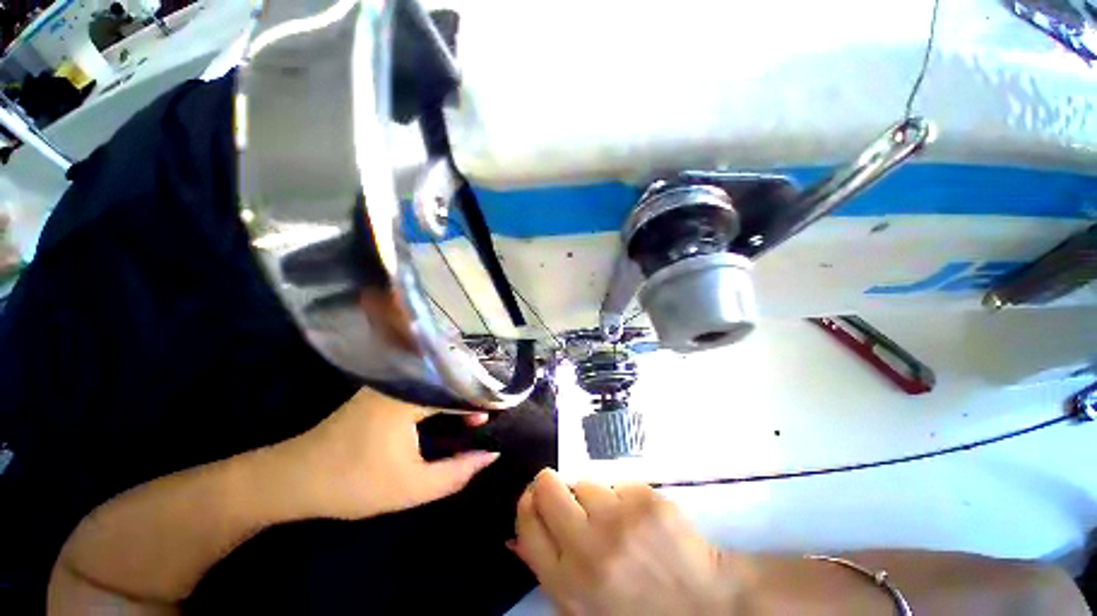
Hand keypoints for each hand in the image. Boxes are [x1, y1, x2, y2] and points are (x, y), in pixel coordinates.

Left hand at [276, 387, 497, 519]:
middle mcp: (401, 380)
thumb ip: (456, 473)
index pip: (458, 391)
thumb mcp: (411, 487)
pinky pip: (423, 388)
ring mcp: (389, 382)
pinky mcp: (383, 389)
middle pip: (450, 381)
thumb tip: (491, 456)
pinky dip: (441, 399)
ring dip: (458, 398)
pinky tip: (451, 413)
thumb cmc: (353, 483)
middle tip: (493, 415)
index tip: (502, 412)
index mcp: (407, 397)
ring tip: (478, 416)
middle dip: (474, 397)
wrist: (296, 479)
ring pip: (437, 383)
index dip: (483, 401)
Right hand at [511, 470, 745, 614]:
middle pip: (548, 489)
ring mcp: (620, 522)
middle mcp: (589, 551)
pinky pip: (619, 483)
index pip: (528, 525)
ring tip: (616, 519)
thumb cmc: (638, 610)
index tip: (533, 494)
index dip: (527, 502)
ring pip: (586, 482)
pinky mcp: (646, 501)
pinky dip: (625, 496)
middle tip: (564, 489)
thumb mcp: (585, 608)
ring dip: (595, 496)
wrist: (707, 608)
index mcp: (569, 585)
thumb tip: (514, 539)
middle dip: (550, 483)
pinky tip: (642, 520)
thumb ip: (549, 571)